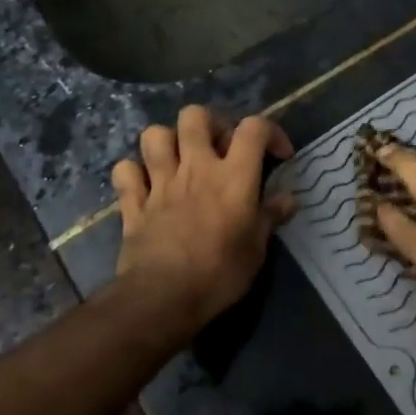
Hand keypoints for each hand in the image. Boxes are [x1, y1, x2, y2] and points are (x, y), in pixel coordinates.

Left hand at [111, 107, 296, 332]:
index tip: (278, 155)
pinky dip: (133, 172)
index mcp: (233, 176)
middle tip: (220, 148)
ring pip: (154, 135)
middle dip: (210, 124)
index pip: (254, 128)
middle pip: (195, 116)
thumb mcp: (257, 248)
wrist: (163, 298)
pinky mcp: (133, 203)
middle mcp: (196, 168)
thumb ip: (271, 217)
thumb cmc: (220, 274)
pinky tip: (145, 185)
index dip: (270, 132)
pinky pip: (125, 171)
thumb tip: (290, 199)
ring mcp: (160, 182)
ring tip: (181, 160)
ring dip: (168, 141)